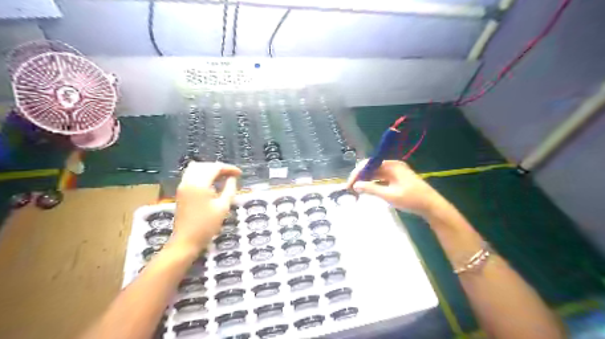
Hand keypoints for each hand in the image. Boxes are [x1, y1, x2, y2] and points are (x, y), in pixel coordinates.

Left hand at [169, 161, 240, 253]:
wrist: (186, 241)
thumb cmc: (207, 225)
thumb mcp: (223, 207)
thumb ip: (229, 189)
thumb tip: (232, 178)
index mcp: (199, 184)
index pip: (215, 168)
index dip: (229, 168)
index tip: (240, 173)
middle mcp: (189, 181)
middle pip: (205, 166)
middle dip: (220, 168)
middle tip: (232, 175)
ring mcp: (183, 186)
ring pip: (196, 169)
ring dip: (210, 170)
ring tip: (222, 177)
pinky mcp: (181, 192)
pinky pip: (191, 175)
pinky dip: (202, 175)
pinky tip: (211, 183)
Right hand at [348, 158, 450, 216]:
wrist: (432, 207)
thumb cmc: (412, 199)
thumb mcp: (390, 195)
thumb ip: (372, 189)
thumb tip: (355, 185)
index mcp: (392, 165)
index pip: (369, 164)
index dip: (357, 174)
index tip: (349, 185)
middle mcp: (393, 166)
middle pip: (371, 168)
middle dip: (360, 177)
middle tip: (350, 189)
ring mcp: (395, 173)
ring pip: (375, 174)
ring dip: (365, 181)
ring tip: (356, 191)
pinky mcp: (397, 180)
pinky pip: (381, 179)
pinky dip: (373, 184)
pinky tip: (367, 191)